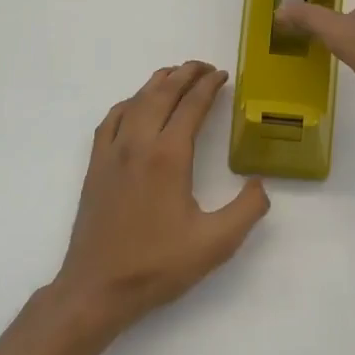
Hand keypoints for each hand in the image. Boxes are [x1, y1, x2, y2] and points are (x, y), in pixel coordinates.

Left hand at [48, 61, 269, 336]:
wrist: (98, 288)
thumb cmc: (158, 265)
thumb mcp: (216, 243)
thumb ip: (248, 209)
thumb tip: (259, 183)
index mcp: (168, 157)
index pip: (191, 106)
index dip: (208, 86)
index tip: (222, 75)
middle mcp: (138, 145)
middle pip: (161, 95)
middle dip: (184, 74)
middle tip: (204, 66)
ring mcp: (111, 154)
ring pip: (134, 102)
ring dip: (156, 83)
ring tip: (174, 75)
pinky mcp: (95, 167)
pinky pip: (111, 120)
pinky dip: (128, 103)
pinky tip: (135, 106)